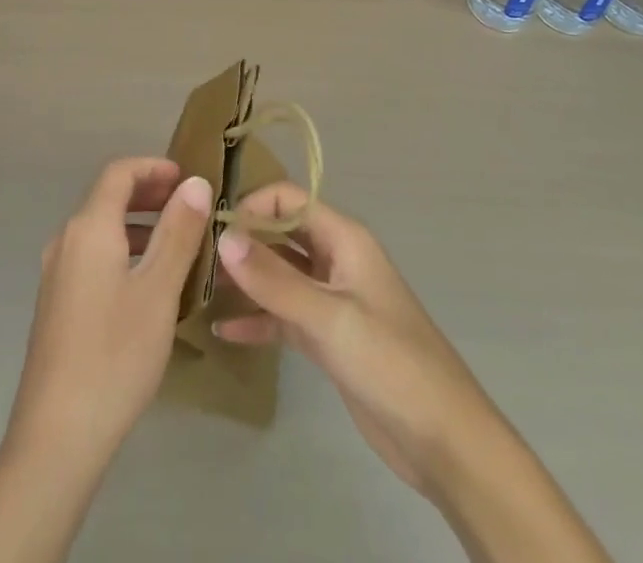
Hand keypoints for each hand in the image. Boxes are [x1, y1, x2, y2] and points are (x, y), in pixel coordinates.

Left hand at [5, 156, 212, 472]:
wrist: (57, 436)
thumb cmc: (115, 355)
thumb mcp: (158, 291)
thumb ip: (178, 232)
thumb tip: (195, 183)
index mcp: (88, 228)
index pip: (119, 173)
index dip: (154, 167)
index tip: (187, 177)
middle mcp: (66, 240)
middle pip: (107, 197)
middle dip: (148, 193)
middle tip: (188, 205)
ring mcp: (56, 272)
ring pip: (100, 229)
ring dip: (138, 224)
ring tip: (177, 242)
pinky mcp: (56, 302)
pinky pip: (92, 255)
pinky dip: (122, 249)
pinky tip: (147, 282)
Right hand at [214, 184, 611, 562]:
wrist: (445, 442)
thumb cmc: (392, 362)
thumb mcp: (330, 317)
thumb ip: (275, 279)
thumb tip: (224, 237)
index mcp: (344, 239)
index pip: (288, 200)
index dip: (252, 206)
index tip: (214, 230)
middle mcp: (335, 259)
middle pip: (280, 234)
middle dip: (243, 242)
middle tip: (197, 258)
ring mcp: (330, 299)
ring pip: (278, 275)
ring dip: (245, 280)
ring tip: (200, 289)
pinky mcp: (326, 337)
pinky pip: (283, 316)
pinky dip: (257, 320)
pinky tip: (224, 330)